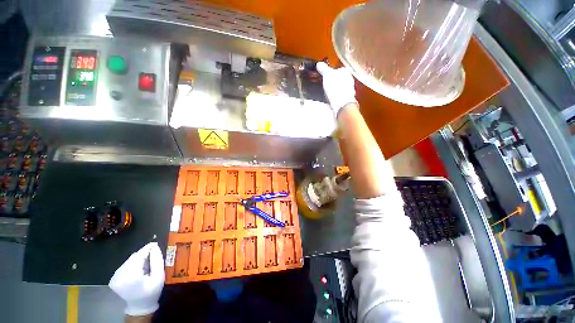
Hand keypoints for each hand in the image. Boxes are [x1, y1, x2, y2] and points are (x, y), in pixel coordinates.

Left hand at [109, 242, 164, 316]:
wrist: (140, 306)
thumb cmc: (152, 291)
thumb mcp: (159, 276)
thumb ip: (157, 260)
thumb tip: (154, 246)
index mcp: (131, 277)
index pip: (138, 257)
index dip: (146, 249)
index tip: (154, 243)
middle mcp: (120, 276)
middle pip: (133, 258)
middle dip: (143, 254)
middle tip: (153, 254)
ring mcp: (114, 277)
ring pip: (128, 261)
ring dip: (138, 259)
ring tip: (146, 263)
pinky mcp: (113, 278)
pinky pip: (125, 265)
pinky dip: (133, 264)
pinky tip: (139, 269)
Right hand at [316, 62, 357, 114]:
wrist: (341, 103)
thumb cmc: (335, 87)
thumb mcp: (326, 75)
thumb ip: (323, 68)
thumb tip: (319, 64)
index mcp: (345, 71)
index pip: (337, 69)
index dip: (331, 73)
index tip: (325, 77)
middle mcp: (350, 79)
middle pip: (340, 78)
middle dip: (334, 81)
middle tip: (326, 85)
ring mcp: (350, 89)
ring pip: (341, 87)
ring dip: (336, 89)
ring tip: (329, 93)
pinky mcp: (348, 98)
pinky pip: (341, 95)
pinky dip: (337, 96)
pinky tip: (333, 99)